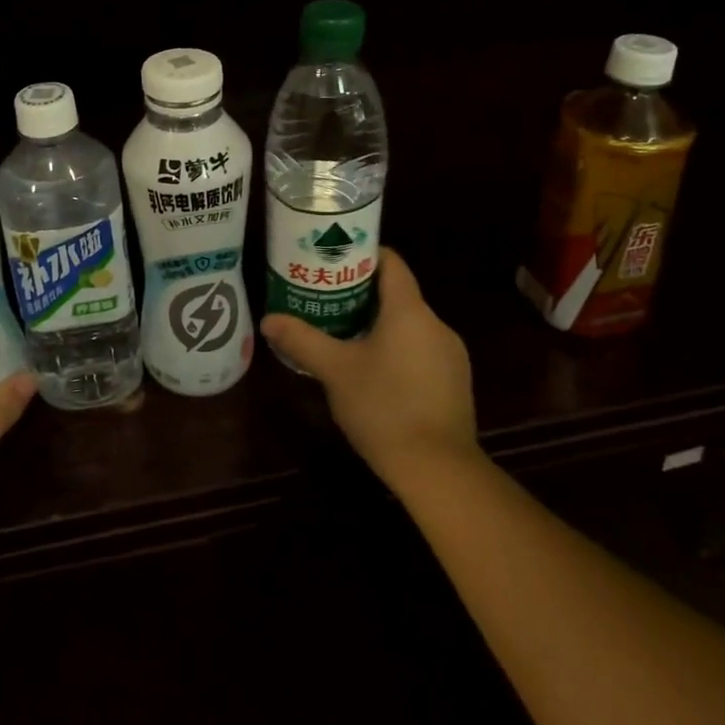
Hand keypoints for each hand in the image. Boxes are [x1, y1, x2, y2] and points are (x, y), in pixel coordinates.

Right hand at [260, 248, 480, 494]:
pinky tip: (375, 374)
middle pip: (398, 294)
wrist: (439, 469)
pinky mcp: (455, 382)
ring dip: (380, 325)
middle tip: (326, 302)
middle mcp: (436, 324)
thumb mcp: (334, 371)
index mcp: (409, 311)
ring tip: (345, 338)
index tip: (333, 261)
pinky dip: (398, 350)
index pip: (390, 262)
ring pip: (410, 325)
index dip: (362, 255)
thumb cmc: (383, 407)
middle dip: (362, 295)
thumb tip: (268, 319)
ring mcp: (451, 354)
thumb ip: (302, 340)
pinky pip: (422, 351)